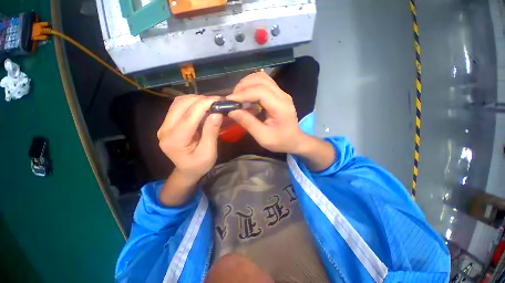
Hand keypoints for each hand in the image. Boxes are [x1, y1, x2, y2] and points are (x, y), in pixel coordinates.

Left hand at [157, 95, 222, 183]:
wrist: (187, 170)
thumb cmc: (199, 165)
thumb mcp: (209, 152)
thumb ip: (211, 132)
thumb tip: (217, 113)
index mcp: (175, 141)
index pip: (189, 116)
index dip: (204, 104)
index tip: (219, 99)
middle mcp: (165, 130)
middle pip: (181, 105)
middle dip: (200, 99)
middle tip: (217, 101)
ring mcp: (164, 126)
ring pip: (178, 102)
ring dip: (196, 99)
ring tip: (211, 104)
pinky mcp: (168, 123)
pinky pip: (178, 106)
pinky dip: (192, 103)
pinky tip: (202, 107)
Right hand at [227, 71, 304, 153]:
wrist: (294, 140)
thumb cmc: (280, 141)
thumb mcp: (263, 137)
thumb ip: (248, 123)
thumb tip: (232, 111)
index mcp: (280, 107)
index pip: (260, 91)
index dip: (243, 94)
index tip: (229, 101)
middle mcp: (283, 96)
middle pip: (261, 80)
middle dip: (243, 86)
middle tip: (233, 99)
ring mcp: (282, 93)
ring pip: (262, 78)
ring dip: (247, 83)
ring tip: (238, 95)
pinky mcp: (279, 93)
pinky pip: (265, 82)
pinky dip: (253, 84)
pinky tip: (246, 93)